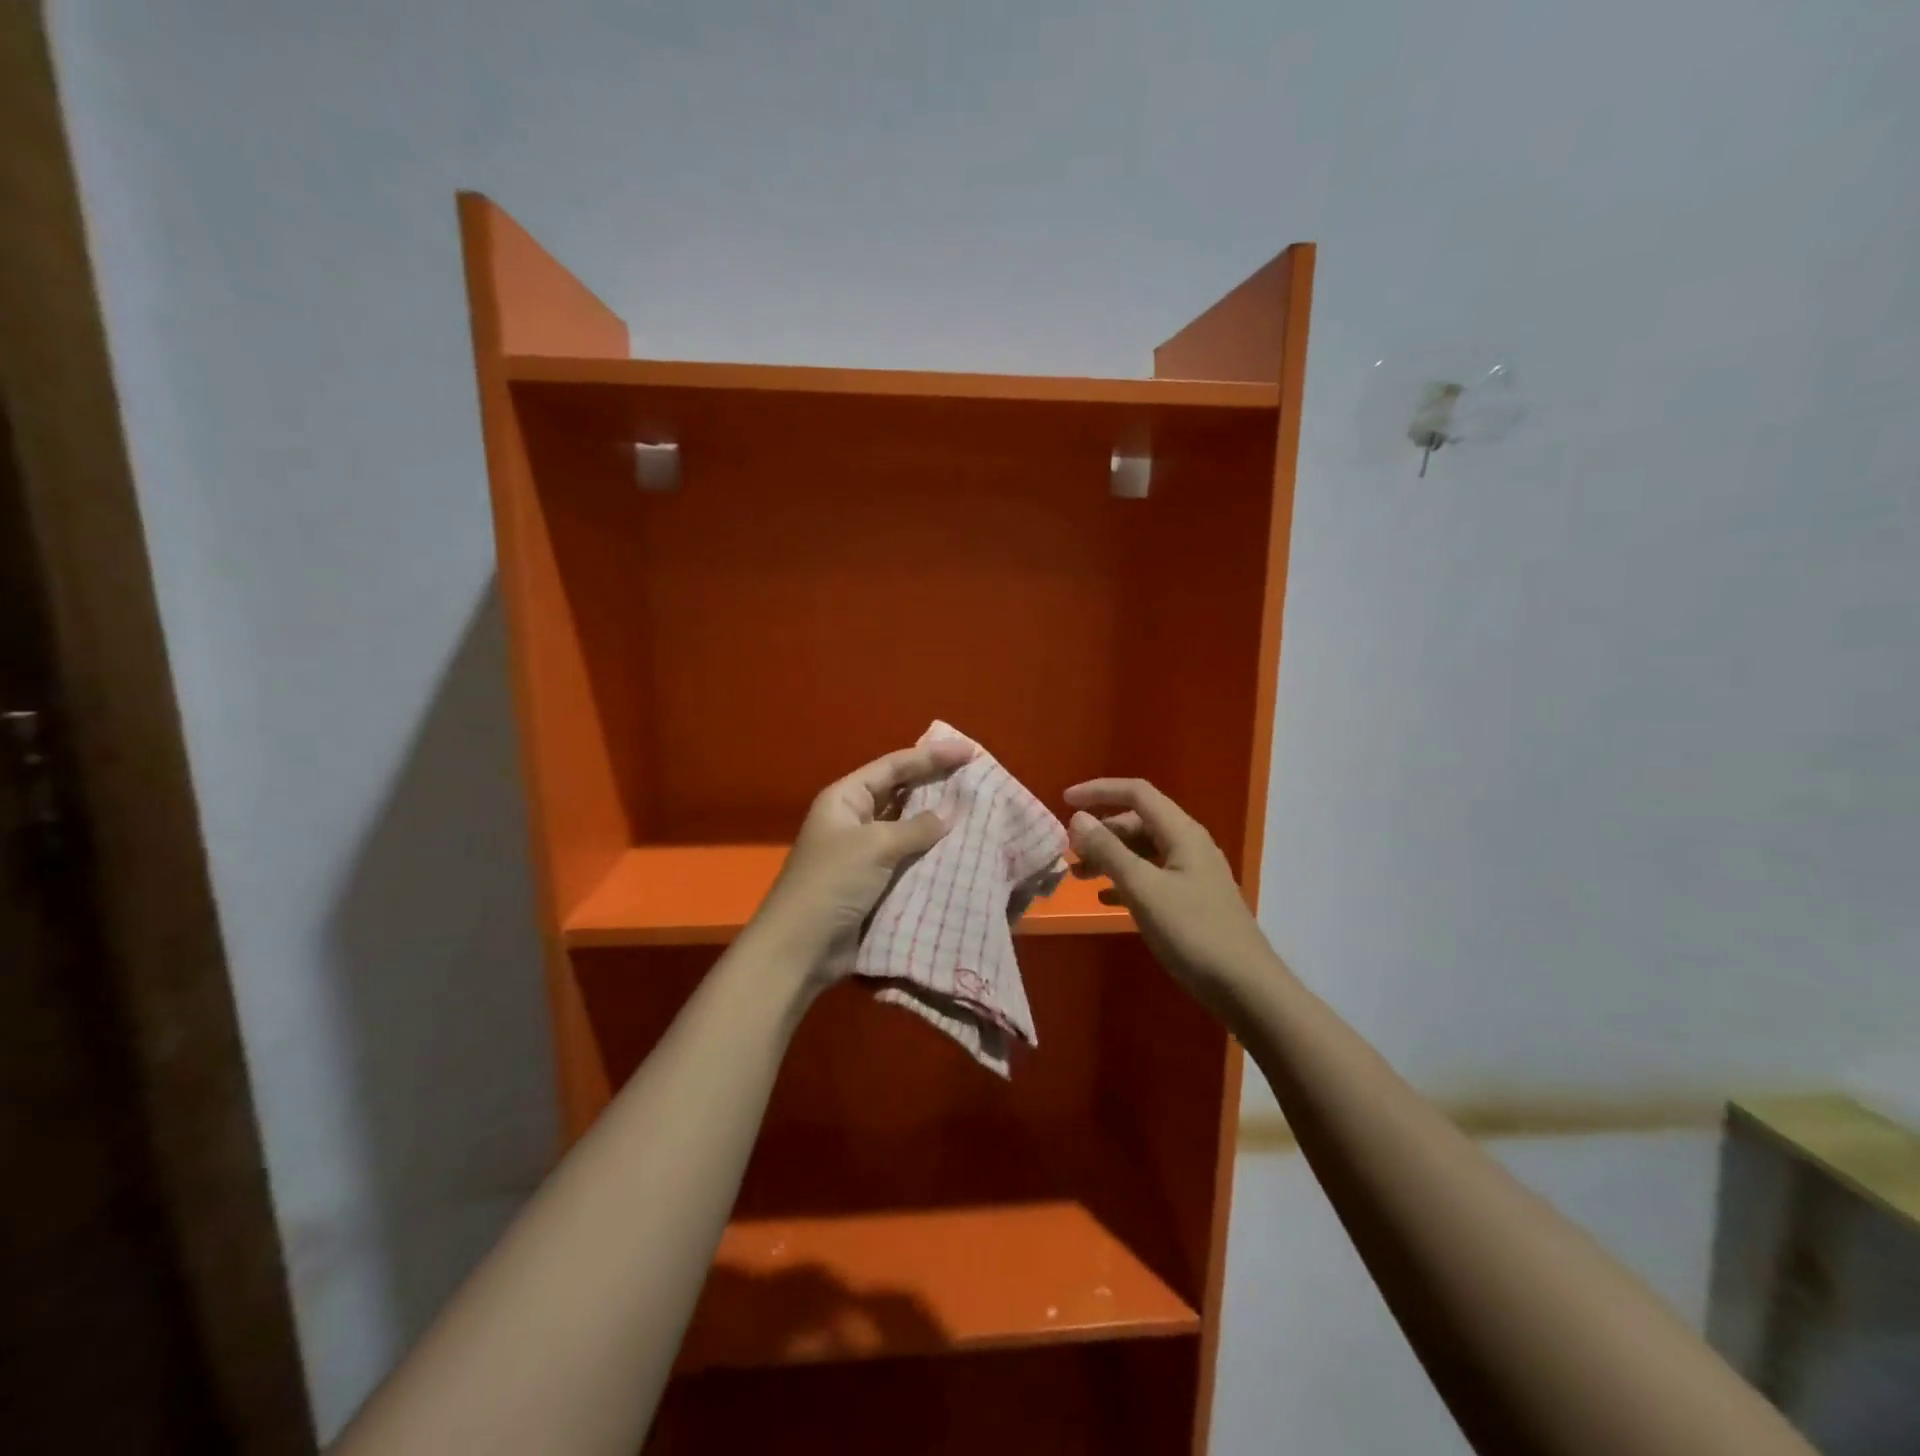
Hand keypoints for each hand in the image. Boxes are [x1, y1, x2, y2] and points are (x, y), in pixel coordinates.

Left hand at [749, 739, 975, 982]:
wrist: (802, 948)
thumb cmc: (832, 883)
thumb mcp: (874, 846)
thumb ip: (917, 828)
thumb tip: (951, 814)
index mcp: (846, 798)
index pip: (894, 766)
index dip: (932, 756)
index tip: (970, 751)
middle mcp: (855, 819)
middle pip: (902, 792)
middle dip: (937, 785)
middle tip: (977, 777)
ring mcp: (865, 852)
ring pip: (909, 827)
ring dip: (938, 822)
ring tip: (978, 811)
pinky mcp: (875, 883)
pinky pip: (910, 859)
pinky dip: (933, 854)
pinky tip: (962, 851)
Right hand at [1065, 778, 1278, 1016]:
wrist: (1246, 988)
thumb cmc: (1193, 933)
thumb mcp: (1143, 889)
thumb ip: (1109, 851)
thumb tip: (1078, 819)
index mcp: (1181, 833)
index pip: (1137, 792)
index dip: (1099, 791)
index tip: (1065, 801)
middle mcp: (1189, 845)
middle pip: (1138, 821)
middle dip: (1101, 831)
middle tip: (1070, 852)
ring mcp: (1193, 873)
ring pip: (1143, 851)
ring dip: (1110, 857)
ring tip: (1078, 876)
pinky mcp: (1192, 900)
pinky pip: (1151, 877)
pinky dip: (1125, 880)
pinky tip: (1104, 899)